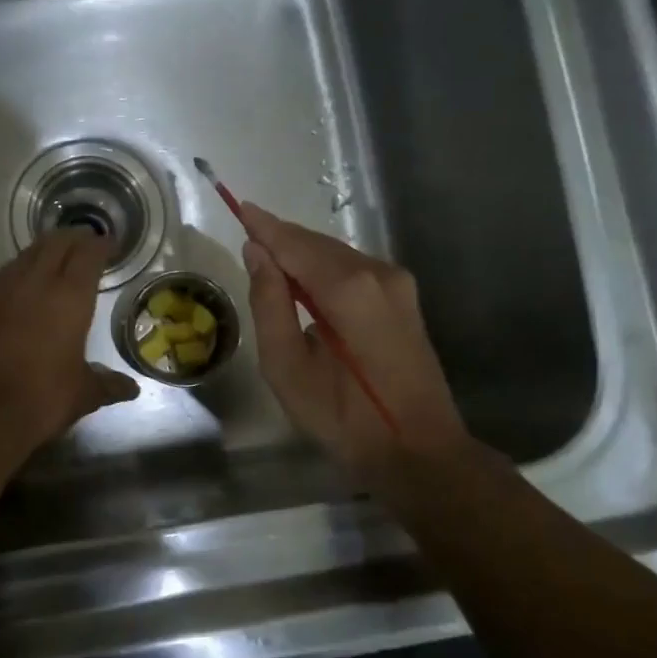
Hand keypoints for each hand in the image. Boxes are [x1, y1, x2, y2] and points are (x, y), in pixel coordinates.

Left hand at [0, 228, 139, 454]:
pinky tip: (21, 283)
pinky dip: (18, 270)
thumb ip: (107, 385)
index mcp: (70, 297)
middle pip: (55, 243)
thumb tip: (131, 389)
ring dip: (44, 249)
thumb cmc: (42, 398)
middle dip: (73, 238)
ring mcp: (2, 290)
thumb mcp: (82, 394)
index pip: (88, 255)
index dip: (101, 245)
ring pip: (26, 254)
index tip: (110, 244)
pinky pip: (3, 275)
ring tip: (55, 256)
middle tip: (85, 242)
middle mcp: (36, 283)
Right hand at [239, 202, 469, 469]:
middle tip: (247, 236)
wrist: (418, 452)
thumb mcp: (287, 366)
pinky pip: (353, 269)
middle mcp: (378, 273)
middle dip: (281, 239)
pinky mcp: (404, 298)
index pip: (294, 243)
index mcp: (347, 288)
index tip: (238, 205)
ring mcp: (397, 284)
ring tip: (268, 260)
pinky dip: (323, 268)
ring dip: (302, 254)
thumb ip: (268, 303)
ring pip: (337, 254)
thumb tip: (256, 254)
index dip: (264, 226)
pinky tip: (304, 283)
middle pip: (317, 244)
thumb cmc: (344, 417)